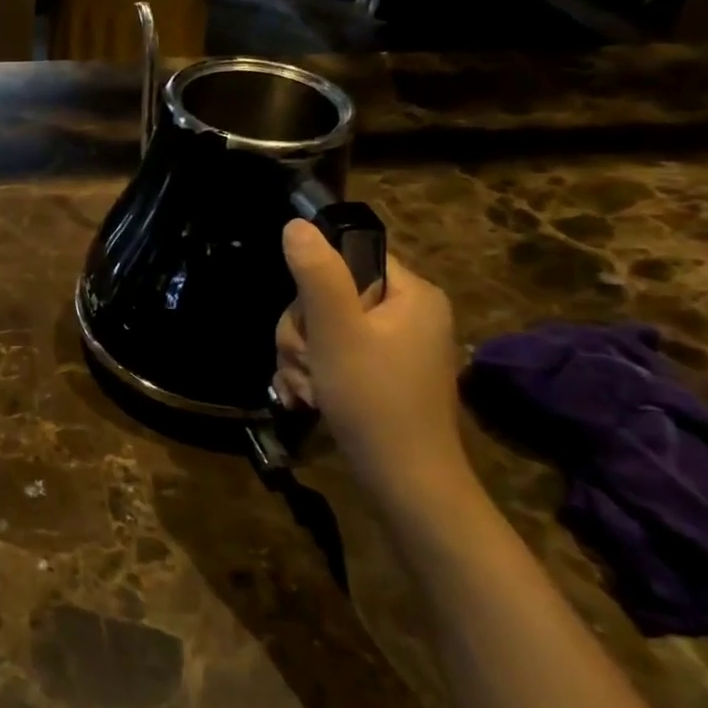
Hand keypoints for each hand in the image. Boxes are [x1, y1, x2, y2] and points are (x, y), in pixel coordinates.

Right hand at [275, 219, 472, 508]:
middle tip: (305, 363)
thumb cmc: (374, 400)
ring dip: (300, 358)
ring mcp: (394, 348)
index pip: (351, 257)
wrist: (404, 483)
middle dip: (302, 332)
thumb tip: (296, 225)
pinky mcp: (379, 376)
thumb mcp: (337, 331)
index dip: (316, 283)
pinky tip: (306, 398)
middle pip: (328, 296)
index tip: (311, 320)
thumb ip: (316, 274)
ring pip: (322, 330)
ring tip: (305, 389)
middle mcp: (407, 315)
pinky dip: (312, 375)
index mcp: (411, 294)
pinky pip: (331, 357)